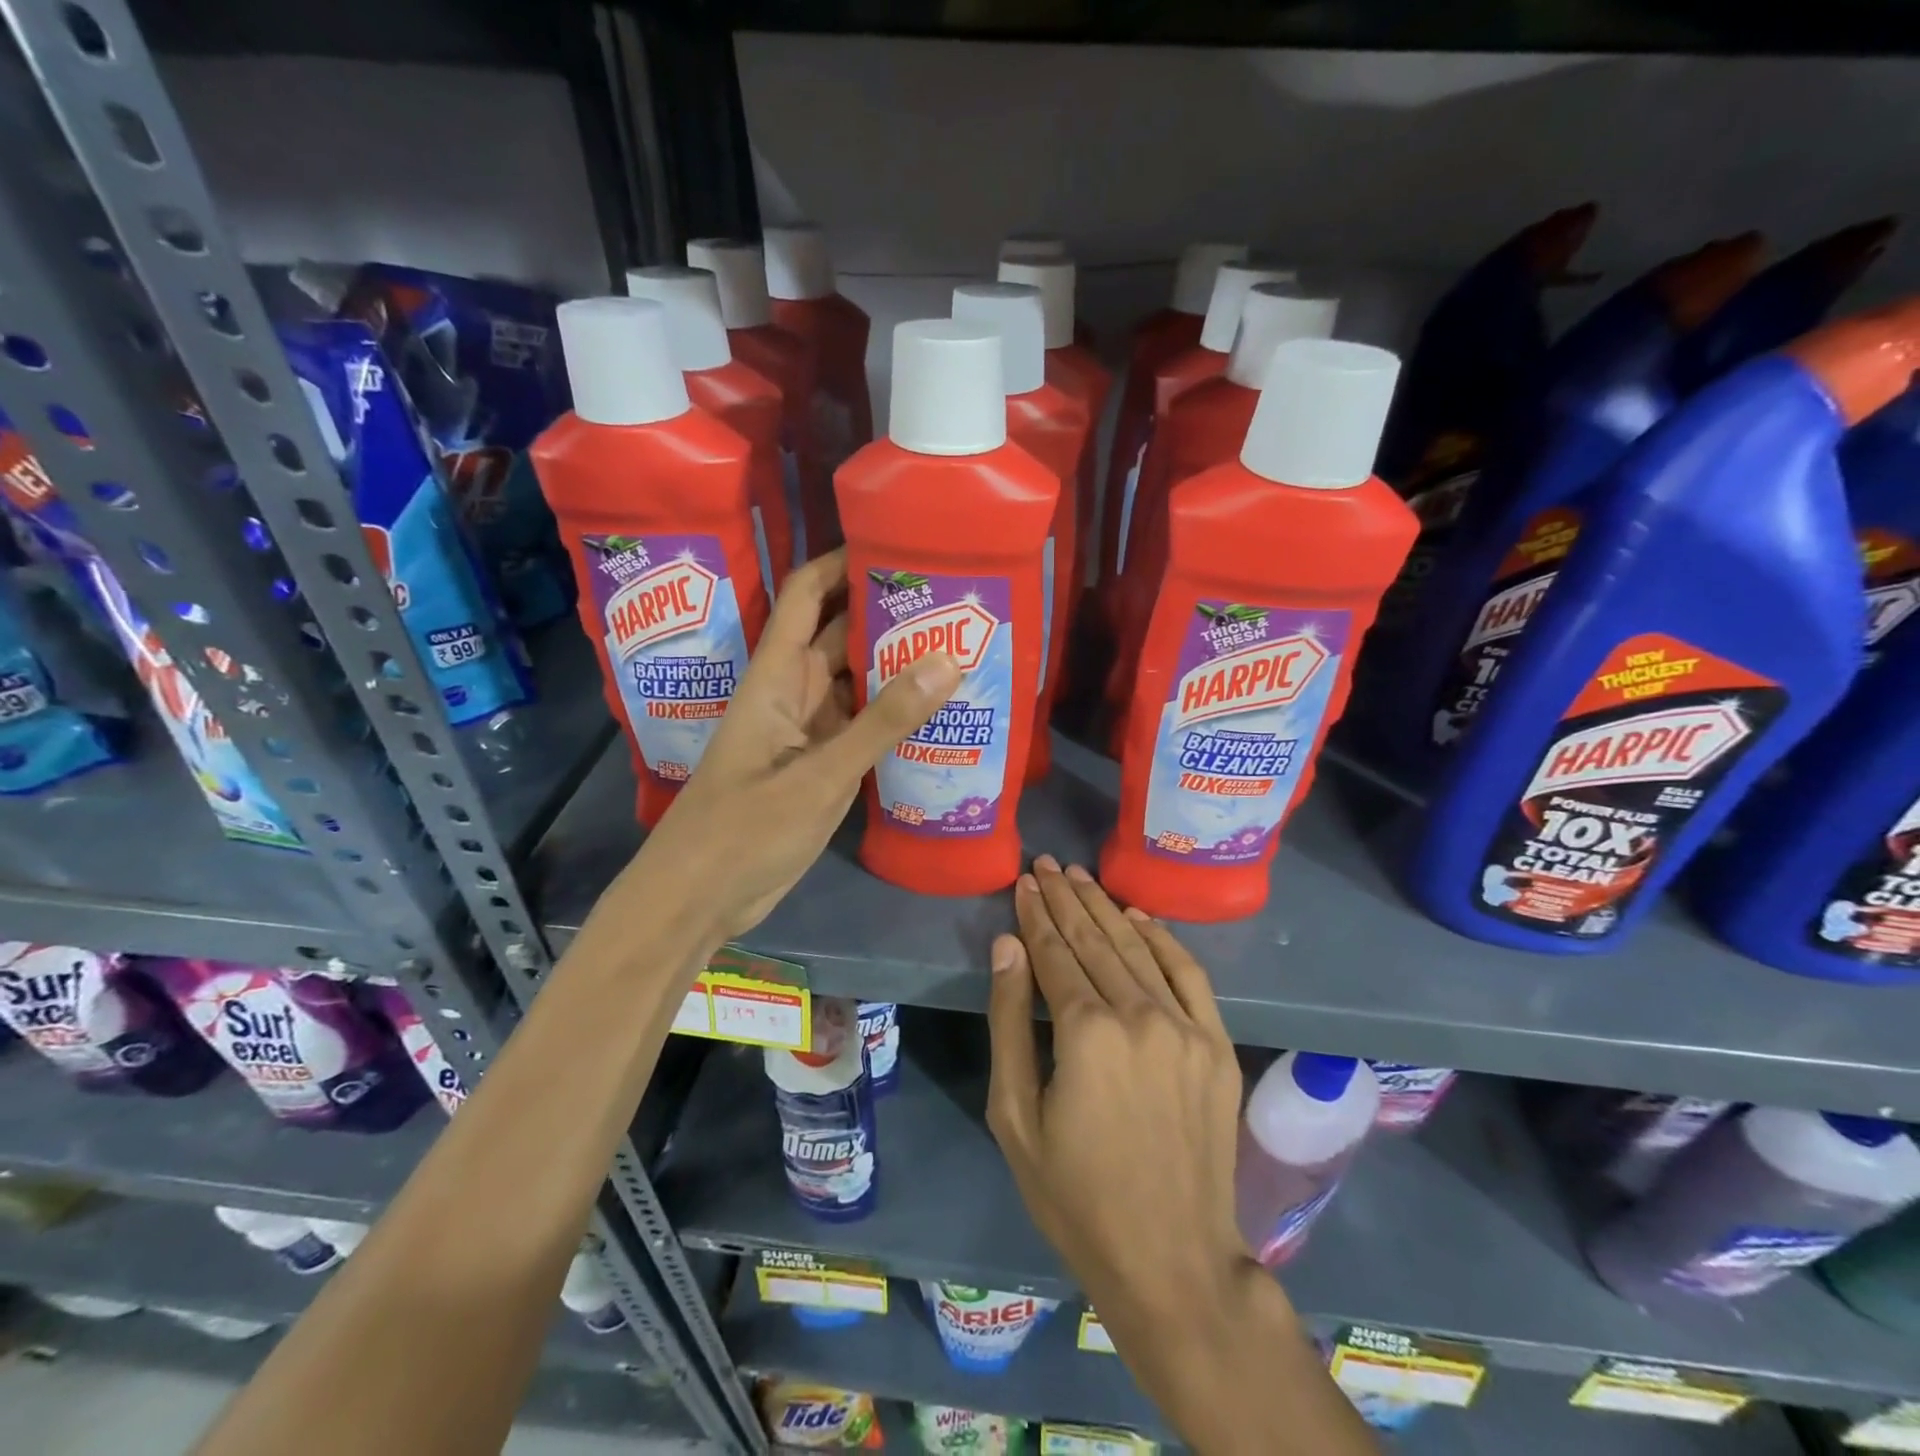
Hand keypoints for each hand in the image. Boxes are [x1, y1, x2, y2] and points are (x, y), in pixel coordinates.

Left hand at [614, 549, 960, 943]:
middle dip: (887, 615)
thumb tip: (947, 660)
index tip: (896, 543)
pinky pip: (861, 728)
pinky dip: (893, 718)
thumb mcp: (820, 774)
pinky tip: (937, 713)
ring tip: (959, 646)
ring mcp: (807, 734)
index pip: (806, 596)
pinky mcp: (819, 769)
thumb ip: (883, 720)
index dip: (842, 563)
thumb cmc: (744, 829)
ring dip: (896, 667)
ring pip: (855, 684)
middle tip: (952, 600)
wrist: (699, 900)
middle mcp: (792, 695)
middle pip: (840, 637)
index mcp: (775, 677)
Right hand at [985, 856, 1253, 1333]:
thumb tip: (1009, 946)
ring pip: (1137, 947)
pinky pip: (1189, 973)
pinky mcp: (1217, 1043)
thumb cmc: (1076, 1196)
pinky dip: (1163, 938)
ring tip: (1080, 877)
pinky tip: (1139, 915)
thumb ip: (1010, 1022)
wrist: (1173, 1261)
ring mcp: (1186, 1026)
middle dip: (1066, 898)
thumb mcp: (1016, 1115)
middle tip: (1047, 864)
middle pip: (1095, 939)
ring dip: (1106, 907)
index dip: (1036, 915)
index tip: (1023, 883)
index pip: (1055, 952)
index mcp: (1086, 1032)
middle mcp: (1139, 1013)